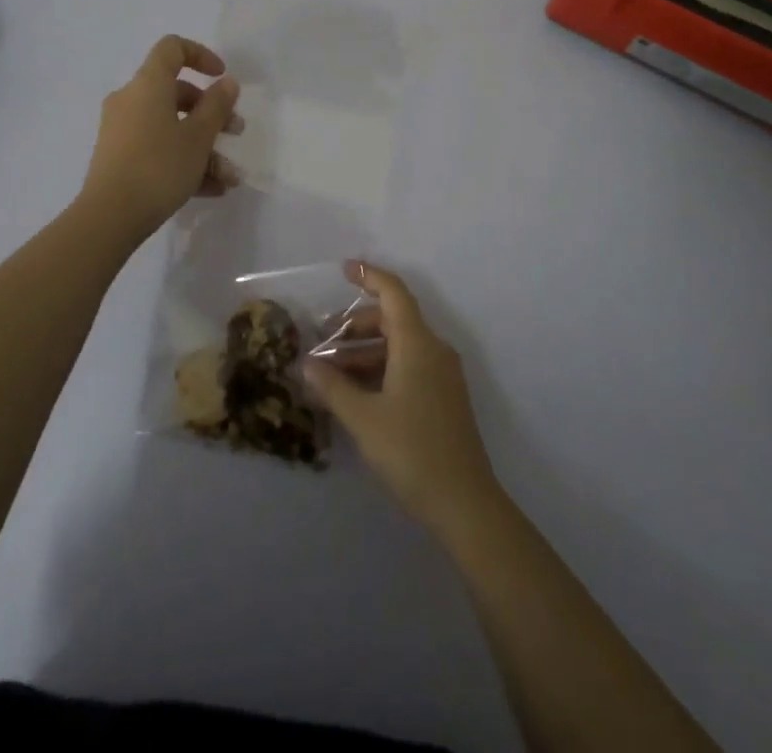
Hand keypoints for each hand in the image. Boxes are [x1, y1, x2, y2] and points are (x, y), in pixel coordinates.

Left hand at [80, 35, 242, 237]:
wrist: (109, 216)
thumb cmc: (159, 166)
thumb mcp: (198, 137)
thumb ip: (217, 106)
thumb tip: (226, 83)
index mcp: (148, 84)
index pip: (172, 48)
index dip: (201, 55)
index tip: (222, 77)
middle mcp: (131, 100)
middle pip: (176, 93)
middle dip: (212, 113)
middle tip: (236, 132)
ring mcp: (122, 130)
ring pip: (171, 126)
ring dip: (204, 147)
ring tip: (230, 176)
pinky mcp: (119, 157)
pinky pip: (158, 149)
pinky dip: (184, 162)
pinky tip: (212, 189)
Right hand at [305, 261, 502, 533]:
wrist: (465, 503)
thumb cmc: (411, 451)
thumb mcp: (363, 418)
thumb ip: (332, 387)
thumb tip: (306, 365)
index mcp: (417, 344)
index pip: (394, 294)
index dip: (370, 276)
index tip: (344, 269)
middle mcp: (433, 350)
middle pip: (393, 320)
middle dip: (355, 325)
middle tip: (322, 340)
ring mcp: (442, 375)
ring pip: (399, 345)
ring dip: (364, 351)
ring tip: (330, 372)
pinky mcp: (444, 397)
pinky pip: (408, 365)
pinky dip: (380, 369)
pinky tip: (355, 393)